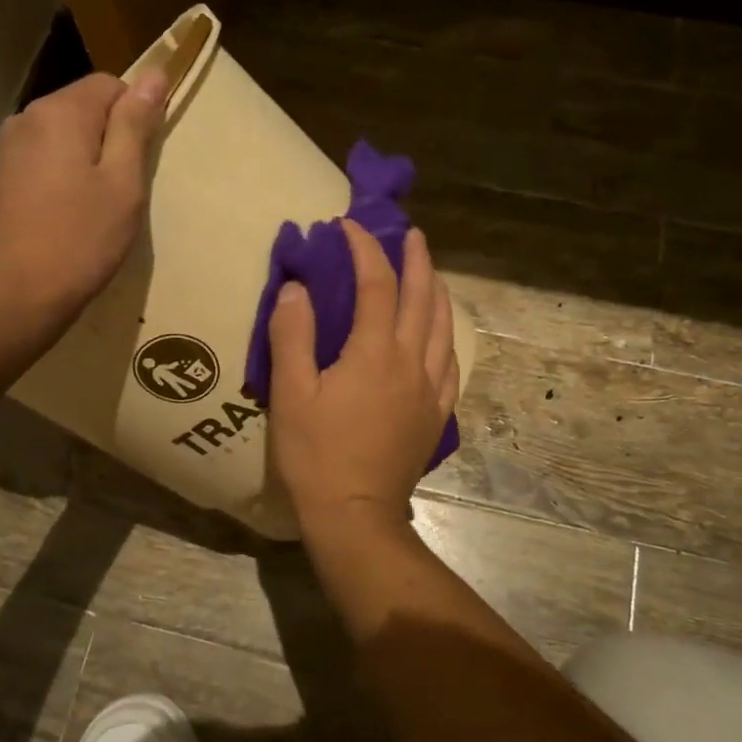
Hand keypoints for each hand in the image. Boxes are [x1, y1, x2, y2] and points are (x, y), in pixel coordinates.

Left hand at [0, 70, 167, 324]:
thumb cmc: (82, 238)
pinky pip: (38, 160)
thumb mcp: (123, 182)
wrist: (18, 293)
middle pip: (80, 108)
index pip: (110, 85)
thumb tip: (154, 75)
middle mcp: (26, 117)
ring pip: (58, 136)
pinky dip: (56, 176)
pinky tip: (61, 215)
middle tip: (119, 191)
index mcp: (61, 112)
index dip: (133, 116)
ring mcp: (4, 148)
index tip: (139, 161)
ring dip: (80, 158)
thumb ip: (135, 125)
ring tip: (90, 207)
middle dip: (106, 138)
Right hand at [267, 219, 459, 538]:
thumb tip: (297, 287)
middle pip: (423, 298)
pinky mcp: (436, 415)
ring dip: (437, 292)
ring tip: (430, 273)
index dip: (365, 248)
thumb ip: (293, 335)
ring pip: (445, 327)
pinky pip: (451, 363)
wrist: (356, 515)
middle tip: (410, 234)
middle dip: (416, 259)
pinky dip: (447, 336)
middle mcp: (412, 362)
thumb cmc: (316, 455)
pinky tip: (442, 335)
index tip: (348, 226)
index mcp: (375, 352)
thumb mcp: (290, 393)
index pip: (377, 284)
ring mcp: (430, 389)